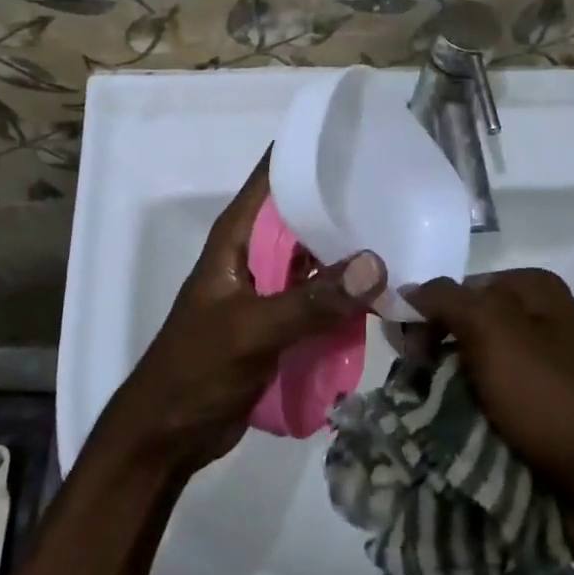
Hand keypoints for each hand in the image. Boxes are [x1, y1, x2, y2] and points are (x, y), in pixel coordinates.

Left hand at [95, 153, 385, 480]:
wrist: (168, 435)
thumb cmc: (196, 370)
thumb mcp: (252, 331)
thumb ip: (311, 301)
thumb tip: (376, 263)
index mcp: (236, 237)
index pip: (273, 177)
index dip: (310, 154)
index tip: (359, 139)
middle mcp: (254, 253)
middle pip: (303, 215)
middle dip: (345, 205)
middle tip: (401, 192)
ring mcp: (269, 288)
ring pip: (316, 258)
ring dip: (350, 254)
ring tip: (405, 237)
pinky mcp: (282, 321)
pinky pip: (320, 296)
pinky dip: (346, 294)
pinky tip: (385, 291)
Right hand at [403, 269, 573, 574]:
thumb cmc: (555, 397)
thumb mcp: (494, 330)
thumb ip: (445, 300)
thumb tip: (406, 291)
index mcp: (535, 293)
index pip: (458, 290)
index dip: (426, 315)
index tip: (407, 351)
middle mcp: (540, 327)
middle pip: (463, 333)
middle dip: (432, 361)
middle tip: (412, 391)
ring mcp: (544, 379)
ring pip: (472, 378)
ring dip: (445, 400)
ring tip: (423, 425)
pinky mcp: (543, 425)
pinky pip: (491, 416)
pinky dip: (467, 429)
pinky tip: (447, 445)